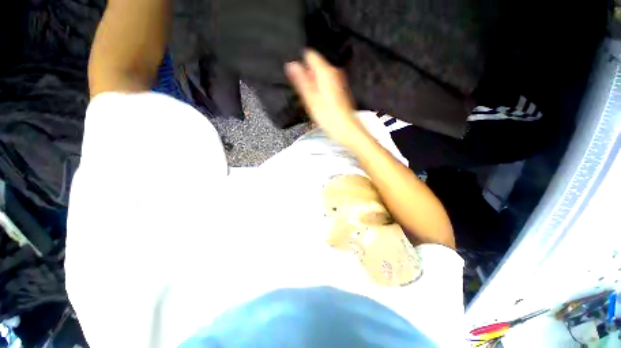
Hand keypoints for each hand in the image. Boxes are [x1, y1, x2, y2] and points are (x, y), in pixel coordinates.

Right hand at [285, 50, 368, 146]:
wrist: (346, 129)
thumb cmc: (329, 117)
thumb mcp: (311, 99)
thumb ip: (301, 80)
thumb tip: (291, 65)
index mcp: (326, 72)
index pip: (309, 54)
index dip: (300, 63)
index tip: (296, 76)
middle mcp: (334, 73)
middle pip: (315, 66)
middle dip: (307, 76)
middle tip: (304, 93)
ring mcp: (338, 81)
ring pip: (320, 76)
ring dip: (313, 85)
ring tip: (312, 100)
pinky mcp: (340, 91)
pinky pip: (326, 85)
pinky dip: (320, 90)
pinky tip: (320, 102)